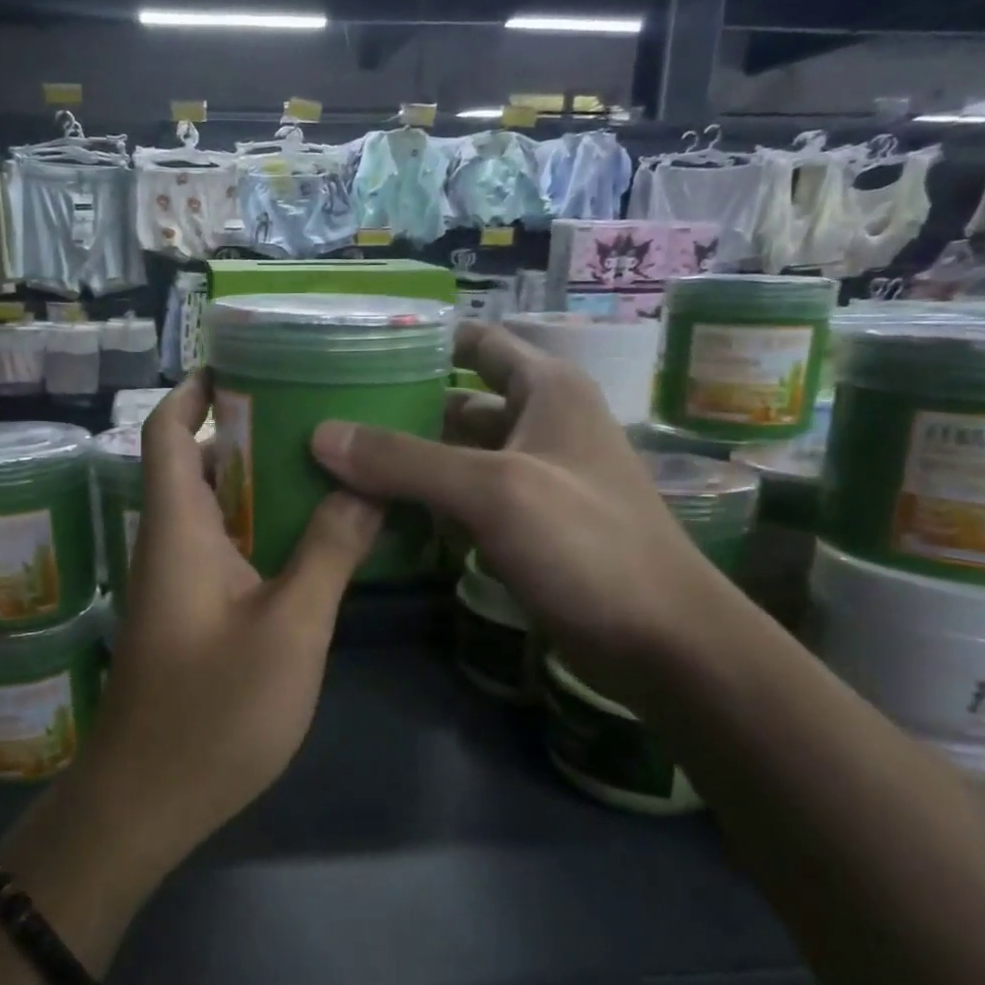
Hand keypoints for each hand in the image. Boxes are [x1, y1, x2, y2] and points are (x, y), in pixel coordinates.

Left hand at [77, 373, 382, 878]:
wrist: (147, 802)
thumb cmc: (213, 711)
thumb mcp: (290, 628)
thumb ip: (328, 552)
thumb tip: (364, 486)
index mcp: (176, 529)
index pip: (166, 432)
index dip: (194, 390)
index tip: (243, 363)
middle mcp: (168, 543)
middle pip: (193, 461)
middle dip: (242, 427)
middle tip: (313, 407)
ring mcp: (175, 581)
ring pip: (211, 506)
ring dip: (255, 478)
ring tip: (324, 459)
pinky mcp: (189, 613)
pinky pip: (222, 546)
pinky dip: (258, 525)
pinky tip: (311, 534)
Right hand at [311, 320, 723, 688]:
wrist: (662, 642)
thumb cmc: (587, 545)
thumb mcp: (493, 491)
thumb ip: (405, 460)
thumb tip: (321, 434)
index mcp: (547, 391)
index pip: (479, 343)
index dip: (425, 342)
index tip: (359, 350)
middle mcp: (540, 425)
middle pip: (457, 404)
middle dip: (400, 410)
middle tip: (329, 418)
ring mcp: (533, 479)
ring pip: (456, 456)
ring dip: (407, 462)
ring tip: (337, 465)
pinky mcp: (525, 526)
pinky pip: (464, 501)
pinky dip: (426, 503)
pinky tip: (378, 514)